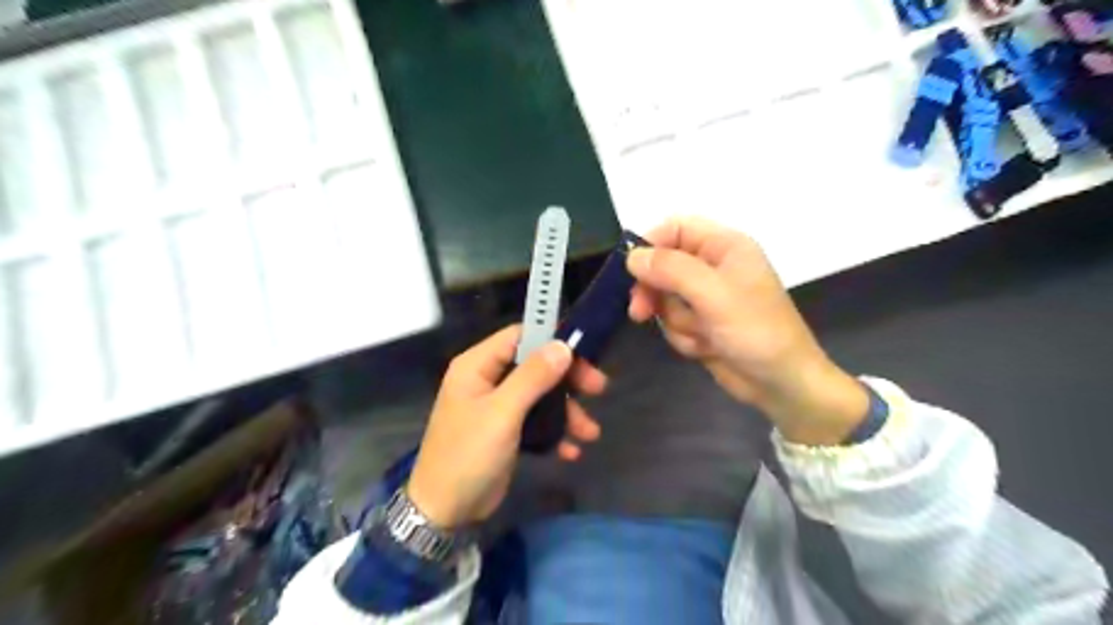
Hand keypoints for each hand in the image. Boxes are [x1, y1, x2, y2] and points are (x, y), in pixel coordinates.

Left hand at [404, 325, 605, 529]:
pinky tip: (570, 451)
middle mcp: (487, 379)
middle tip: (598, 388)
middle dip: (568, 379)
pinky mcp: (506, 430)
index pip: (519, 336)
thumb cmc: (468, 455)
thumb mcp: (502, 413)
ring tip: (590, 433)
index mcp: (477, 365)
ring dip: (567, 411)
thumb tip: (562, 346)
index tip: (584, 352)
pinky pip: (536, 420)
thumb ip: (532, 377)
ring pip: (540, 394)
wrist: (444, 512)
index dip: (551, 338)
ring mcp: (497, 406)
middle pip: (535, 365)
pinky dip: (554, 432)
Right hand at [626, 216, 869, 445]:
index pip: (675, 228)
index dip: (650, 244)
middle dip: (655, 292)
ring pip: (664, 298)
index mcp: (724, 246)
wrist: (781, 384)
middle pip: (663, 265)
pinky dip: (684, 337)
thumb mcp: (712, 294)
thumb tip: (632, 256)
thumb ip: (670, 269)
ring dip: (676, 321)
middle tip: (640, 312)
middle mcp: (713, 266)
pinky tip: (706, 348)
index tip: (630, 269)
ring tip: (702, 335)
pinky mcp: (702, 323)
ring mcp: (706, 297)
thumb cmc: (755, 331)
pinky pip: (673, 322)